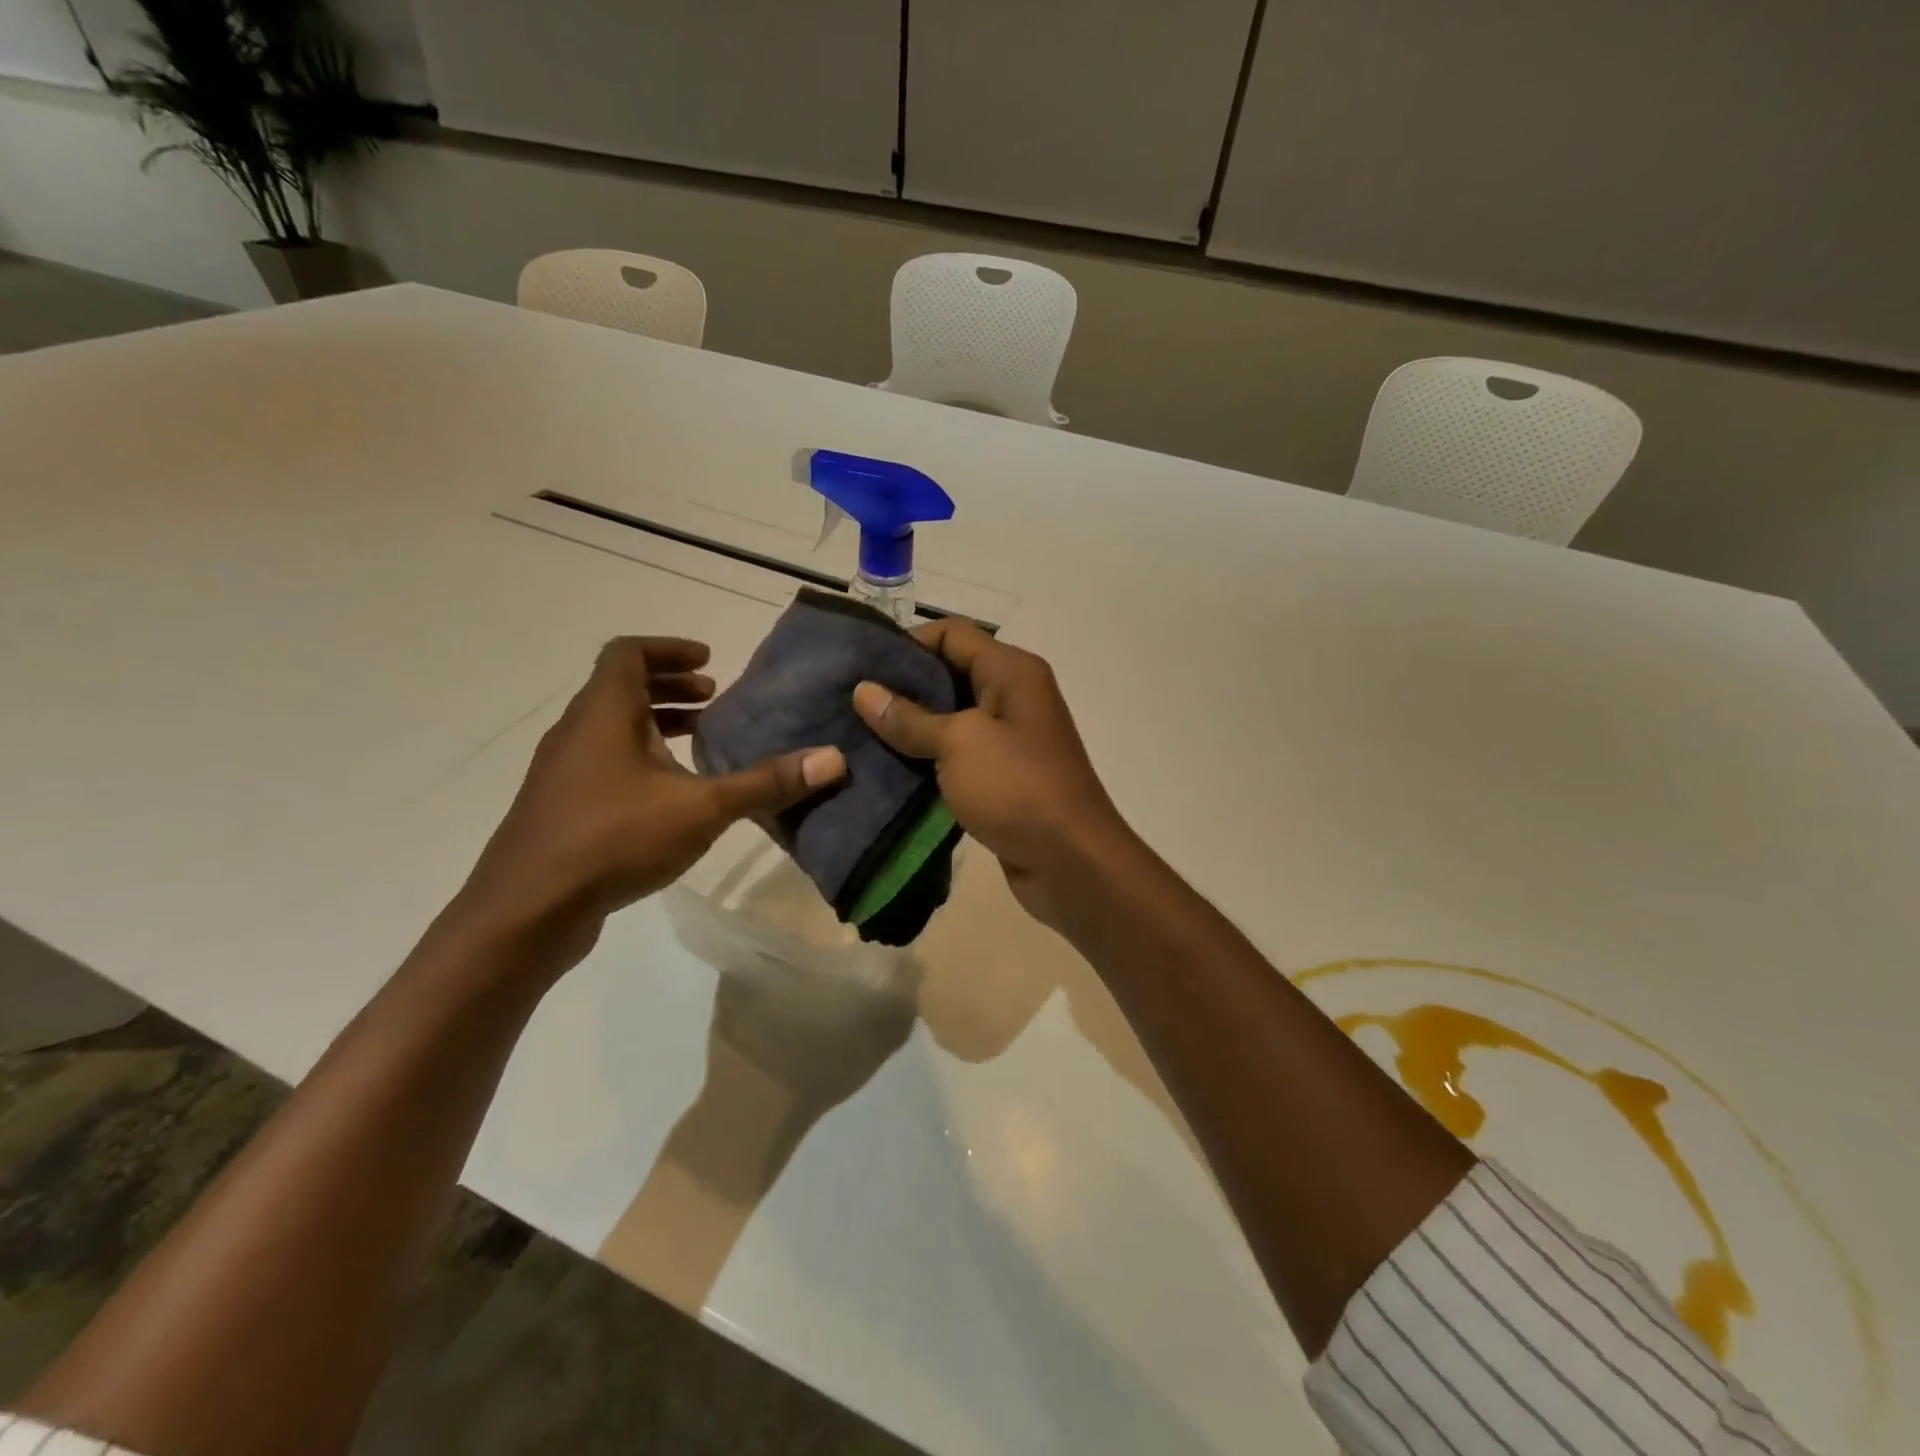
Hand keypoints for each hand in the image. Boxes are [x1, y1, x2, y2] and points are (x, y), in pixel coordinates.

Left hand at [458, 637, 844, 946]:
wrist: (527, 910)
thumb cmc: (613, 838)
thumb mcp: (702, 808)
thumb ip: (766, 783)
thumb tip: (833, 759)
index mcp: (604, 713)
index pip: (628, 653)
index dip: (669, 649)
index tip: (709, 662)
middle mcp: (577, 732)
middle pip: (620, 688)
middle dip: (669, 687)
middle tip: (713, 699)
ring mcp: (562, 772)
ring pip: (611, 728)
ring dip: (655, 724)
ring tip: (699, 741)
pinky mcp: (560, 808)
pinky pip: (603, 762)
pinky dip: (639, 759)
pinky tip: (669, 796)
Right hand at [852, 619, 1130, 928]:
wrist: (1071, 861)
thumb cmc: (1017, 787)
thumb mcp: (958, 744)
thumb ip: (909, 717)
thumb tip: (864, 691)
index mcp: (1012, 671)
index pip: (953, 634)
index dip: (908, 644)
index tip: (863, 667)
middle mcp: (1014, 695)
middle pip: (951, 673)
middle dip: (903, 687)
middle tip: (854, 704)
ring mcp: (1010, 738)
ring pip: (951, 718)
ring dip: (912, 727)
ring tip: (861, 735)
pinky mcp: (1003, 775)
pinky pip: (958, 754)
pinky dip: (928, 758)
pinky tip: (890, 768)